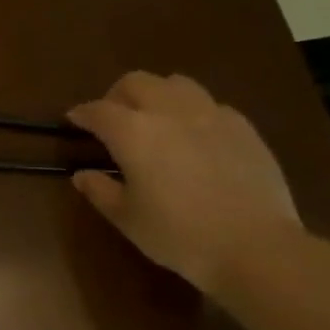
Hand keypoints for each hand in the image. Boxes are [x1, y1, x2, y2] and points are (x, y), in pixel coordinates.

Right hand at [67, 71, 304, 295]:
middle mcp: (169, 111)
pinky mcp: (243, 127)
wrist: (255, 247)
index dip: (82, 113)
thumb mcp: (127, 218)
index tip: (73, 120)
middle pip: (136, 82)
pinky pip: (210, 105)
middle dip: (117, 95)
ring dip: (157, 94)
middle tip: (113, 119)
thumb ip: (100, 190)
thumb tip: (82, 174)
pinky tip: (195, 138)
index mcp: (133, 131)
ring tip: (155, 120)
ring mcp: (211, 114)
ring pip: (176, 83)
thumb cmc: (178, 235)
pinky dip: (192, 112)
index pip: (98, 110)